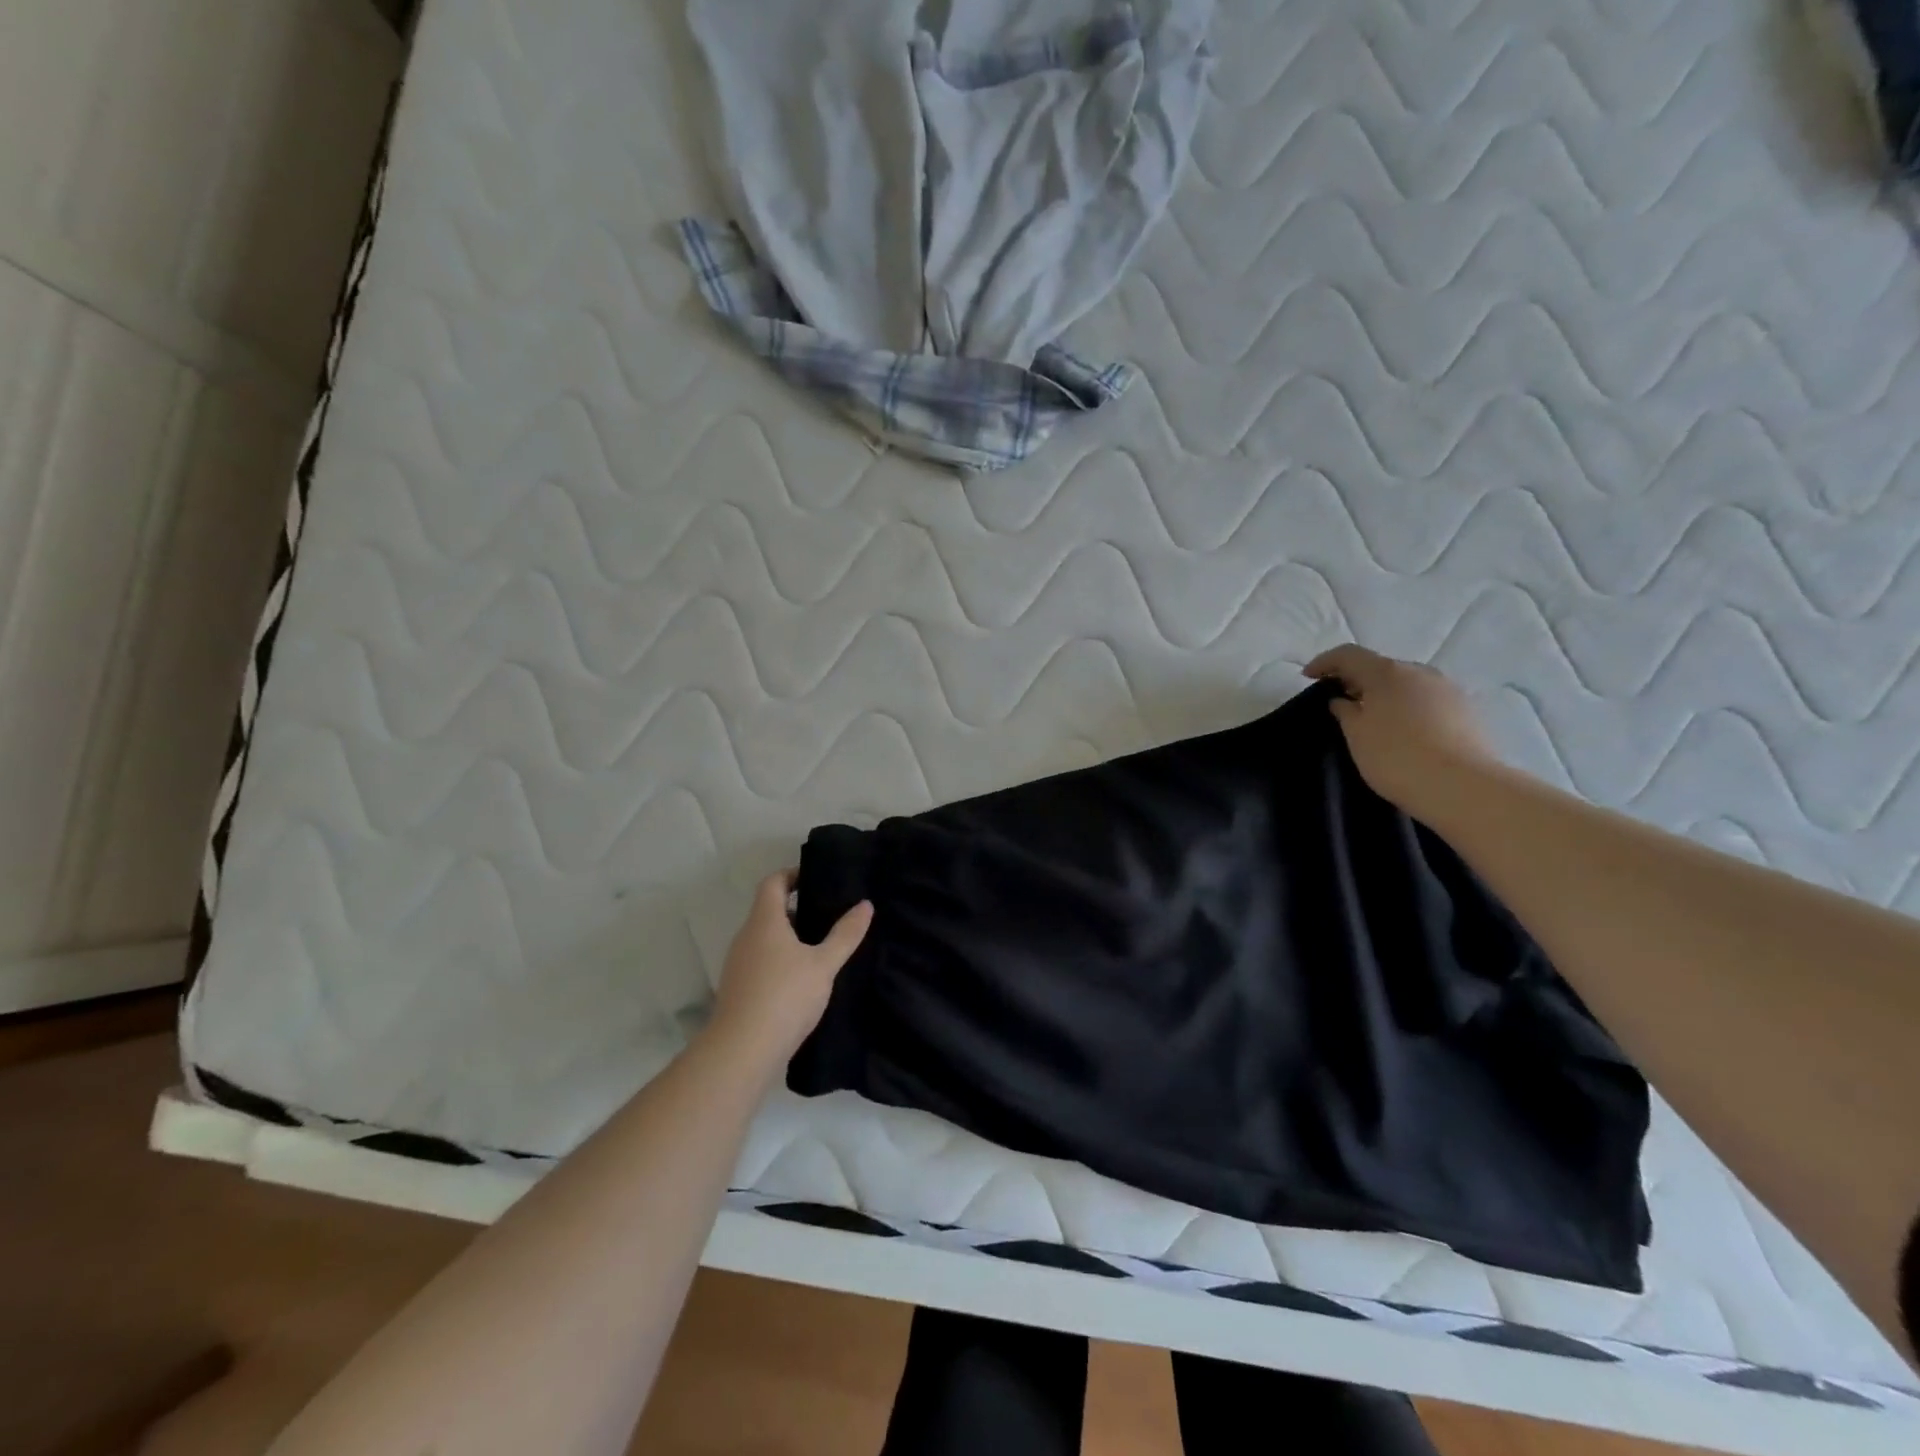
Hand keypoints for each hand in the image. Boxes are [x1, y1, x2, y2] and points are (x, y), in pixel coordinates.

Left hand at [709, 871, 872, 1066]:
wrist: (741, 1051)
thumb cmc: (785, 996)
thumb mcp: (824, 964)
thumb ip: (845, 934)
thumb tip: (865, 905)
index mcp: (764, 921)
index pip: (773, 883)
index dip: (793, 874)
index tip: (817, 878)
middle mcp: (746, 937)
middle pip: (769, 910)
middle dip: (798, 909)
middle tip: (829, 913)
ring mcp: (738, 964)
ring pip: (765, 938)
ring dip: (790, 937)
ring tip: (822, 946)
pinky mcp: (739, 989)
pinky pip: (761, 961)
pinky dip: (781, 960)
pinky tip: (804, 979)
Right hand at [1304, 645, 1500, 821]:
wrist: (1462, 787)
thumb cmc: (1396, 757)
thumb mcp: (1356, 735)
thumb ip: (1344, 712)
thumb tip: (1342, 700)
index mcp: (1387, 672)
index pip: (1349, 655)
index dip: (1324, 662)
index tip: (1308, 677)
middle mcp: (1420, 672)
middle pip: (1381, 667)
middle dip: (1357, 679)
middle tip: (1340, 700)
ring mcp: (1448, 689)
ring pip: (1407, 683)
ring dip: (1385, 694)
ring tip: (1373, 718)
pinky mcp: (1467, 710)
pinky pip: (1428, 700)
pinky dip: (1409, 707)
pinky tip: (1404, 731)